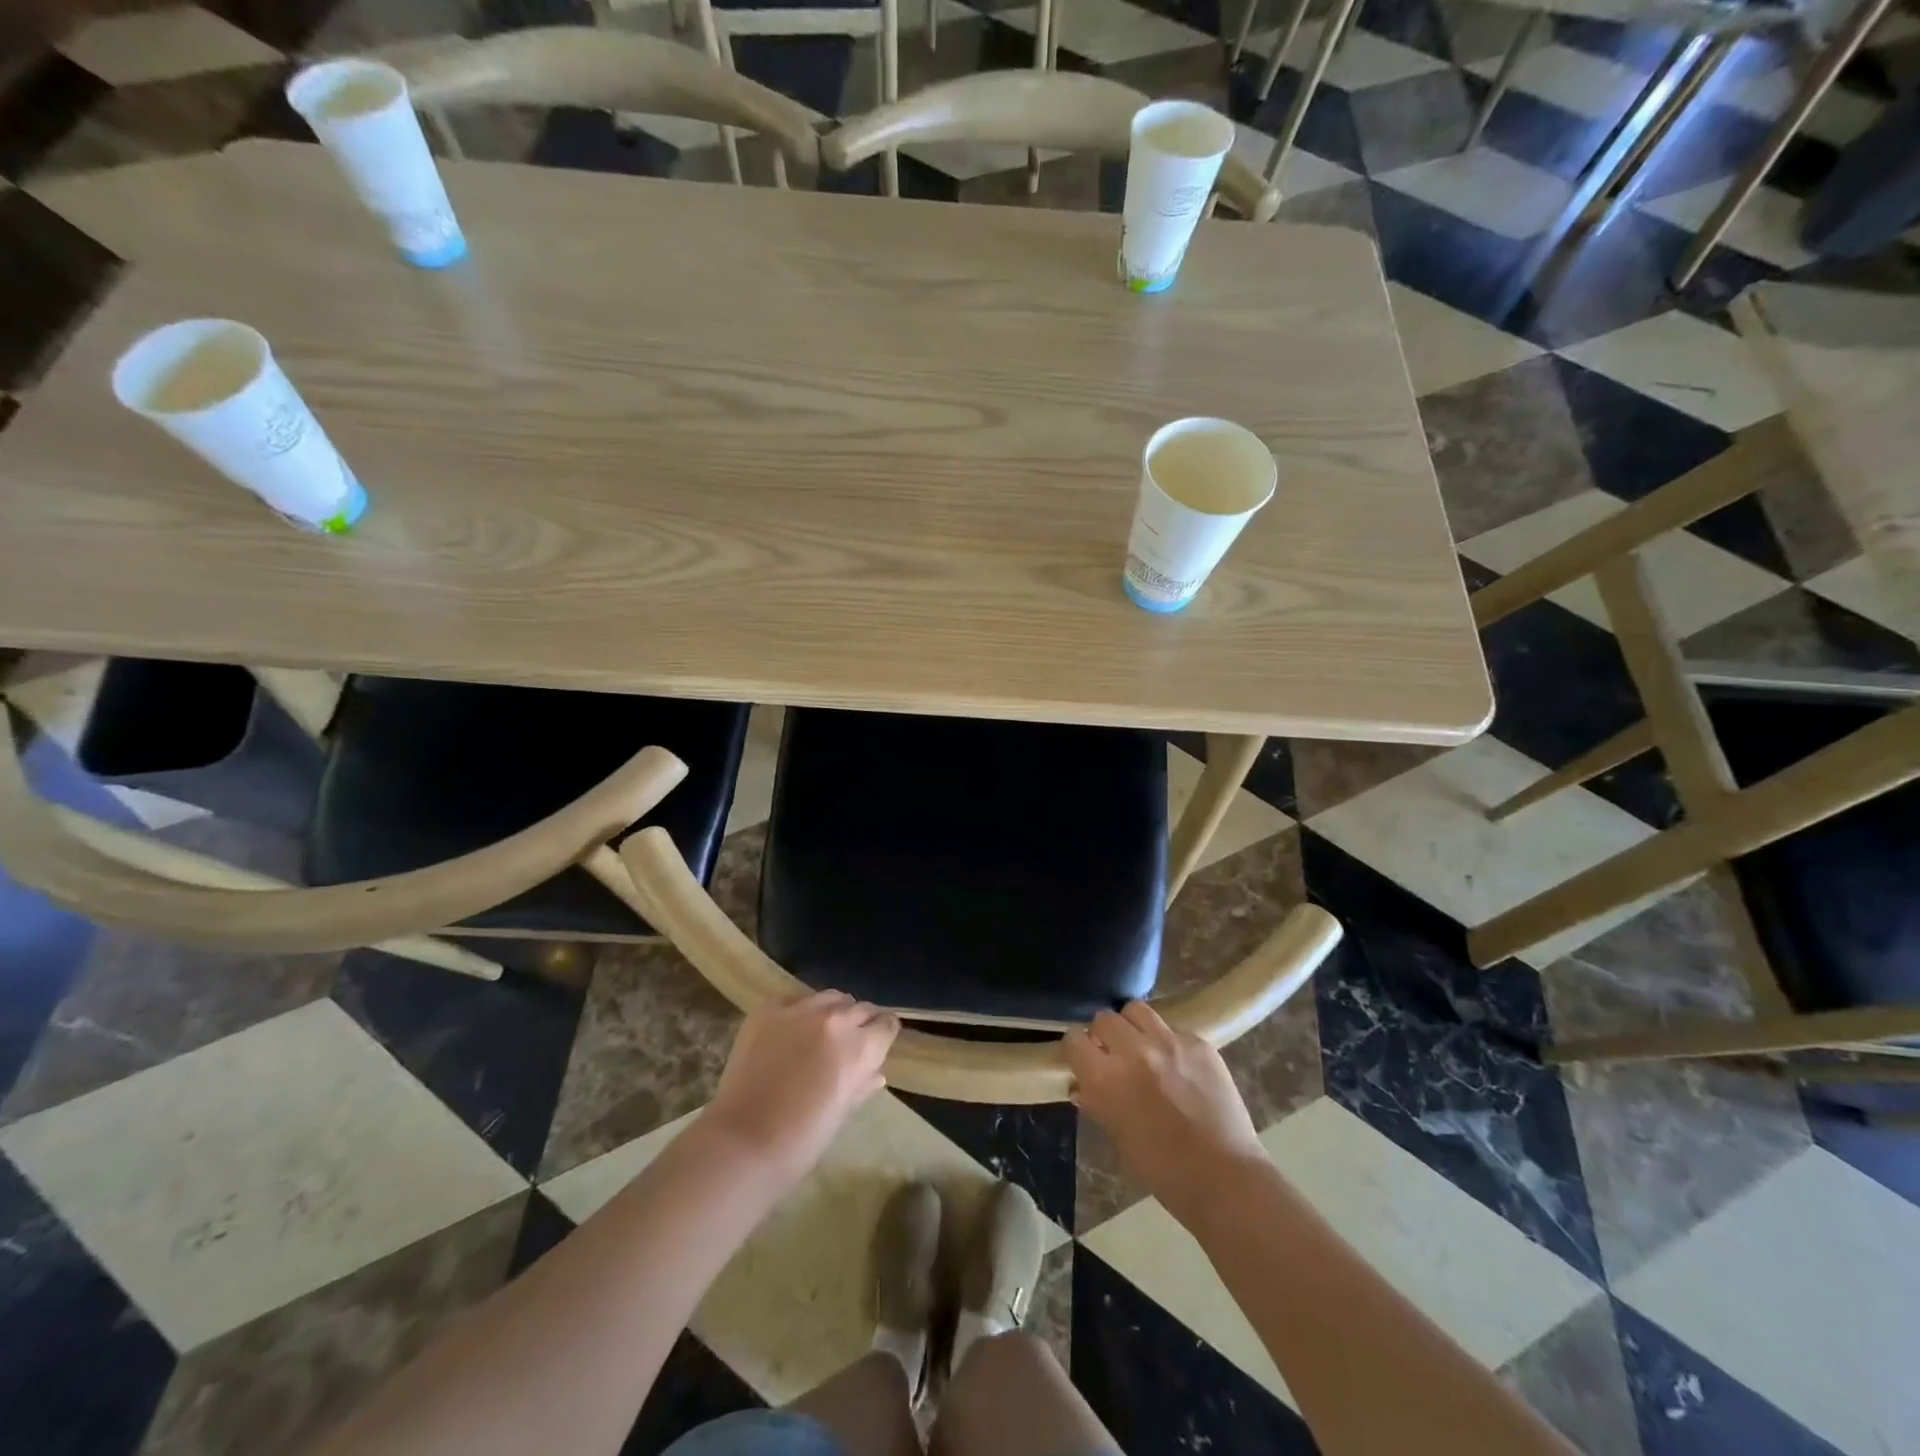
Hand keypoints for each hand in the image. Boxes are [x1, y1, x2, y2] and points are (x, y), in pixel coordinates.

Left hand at [700, 991, 899, 1187]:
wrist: (743, 1141)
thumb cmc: (801, 1139)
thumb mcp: (841, 1113)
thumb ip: (861, 1084)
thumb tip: (876, 1073)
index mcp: (860, 1047)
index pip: (887, 1024)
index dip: (884, 1033)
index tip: (879, 1041)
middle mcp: (836, 1019)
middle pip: (861, 1007)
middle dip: (861, 1022)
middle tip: (851, 1041)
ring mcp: (800, 1009)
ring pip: (830, 997)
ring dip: (833, 1011)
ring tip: (822, 1031)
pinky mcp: (769, 1009)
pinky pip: (795, 999)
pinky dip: (800, 1011)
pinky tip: (791, 1030)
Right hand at [1065, 1002, 1264, 1226]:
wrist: (1224, 1178)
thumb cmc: (1164, 1171)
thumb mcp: (1119, 1139)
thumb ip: (1099, 1103)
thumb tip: (1084, 1086)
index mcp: (1106, 1079)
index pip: (1073, 1040)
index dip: (1076, 1048)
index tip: (1083, 1057)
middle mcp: (1133, 1051)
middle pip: (1105, 1018)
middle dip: (1104, 1034)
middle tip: (1114, 1053)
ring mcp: (1169, 1042)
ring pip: (1137, 1010)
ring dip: (1133, 1026)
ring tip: (1143, 1046)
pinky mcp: (1199, 1043)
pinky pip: (1173, 1028)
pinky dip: (1169, 1042)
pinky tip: (1179, 1065)